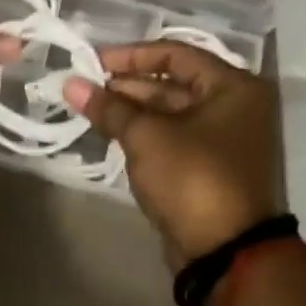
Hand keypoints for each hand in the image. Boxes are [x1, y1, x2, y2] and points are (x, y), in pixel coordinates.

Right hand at [63, 42, 283, 266]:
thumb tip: (70, 83)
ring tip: (89, 109)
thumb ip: (108, 107)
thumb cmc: (192, 178)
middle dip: (126, 85)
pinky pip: (172, 137)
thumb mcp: (145, 136)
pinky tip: (110, 132)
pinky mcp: (210, 166)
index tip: (91, 62)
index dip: (130, 55)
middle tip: (84, 88)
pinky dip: (143, 133)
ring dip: (131, 110)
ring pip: (170, 112)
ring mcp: (224, 139)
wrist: (227, 252)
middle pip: (173, 82)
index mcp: (233, 87)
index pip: (175, 53)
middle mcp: (235, 106)